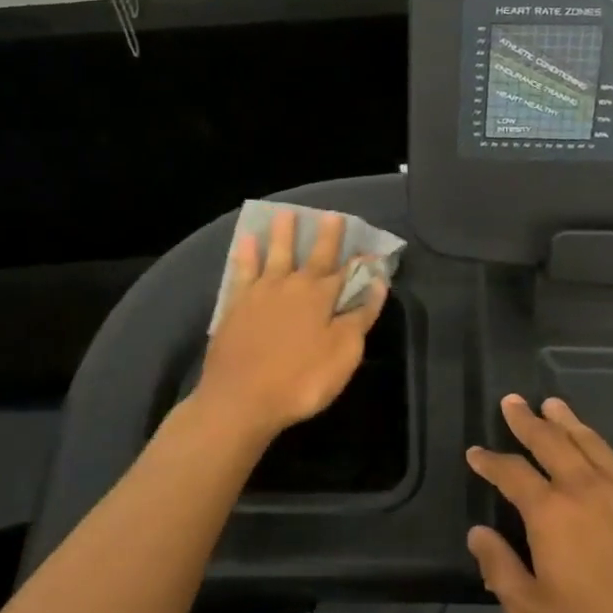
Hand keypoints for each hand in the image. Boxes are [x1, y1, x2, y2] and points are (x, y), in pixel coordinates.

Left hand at [194, 209, 385, 443]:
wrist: (240, 400)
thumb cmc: (300, 381)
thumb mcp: (343, 354)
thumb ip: (360, 317)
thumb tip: (377, 284)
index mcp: (321, 298)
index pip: (348, 274)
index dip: (362, 263)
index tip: (373, 252)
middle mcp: (292, 286)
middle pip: (313, 256)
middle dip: (326, 236)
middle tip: (331, 215)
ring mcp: (260, 293)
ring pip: (275, 254)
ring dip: (282, 234)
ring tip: (285, 213)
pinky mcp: (235, 305)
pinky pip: (242, 270)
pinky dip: (245, 254)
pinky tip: (245, 241)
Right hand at [465, 396, 612, 612]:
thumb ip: (500, 569)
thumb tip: (478, 534)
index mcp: (550, 512)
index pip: (511, 473)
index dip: (490, 461)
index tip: (475, 451)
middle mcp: (586, 488)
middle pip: (551, 441)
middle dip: (527, 420)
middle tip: (512, 401)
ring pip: (591, 442)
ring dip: (568, 422)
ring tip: (554, 405)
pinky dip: (602, 446)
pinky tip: (600, 447)